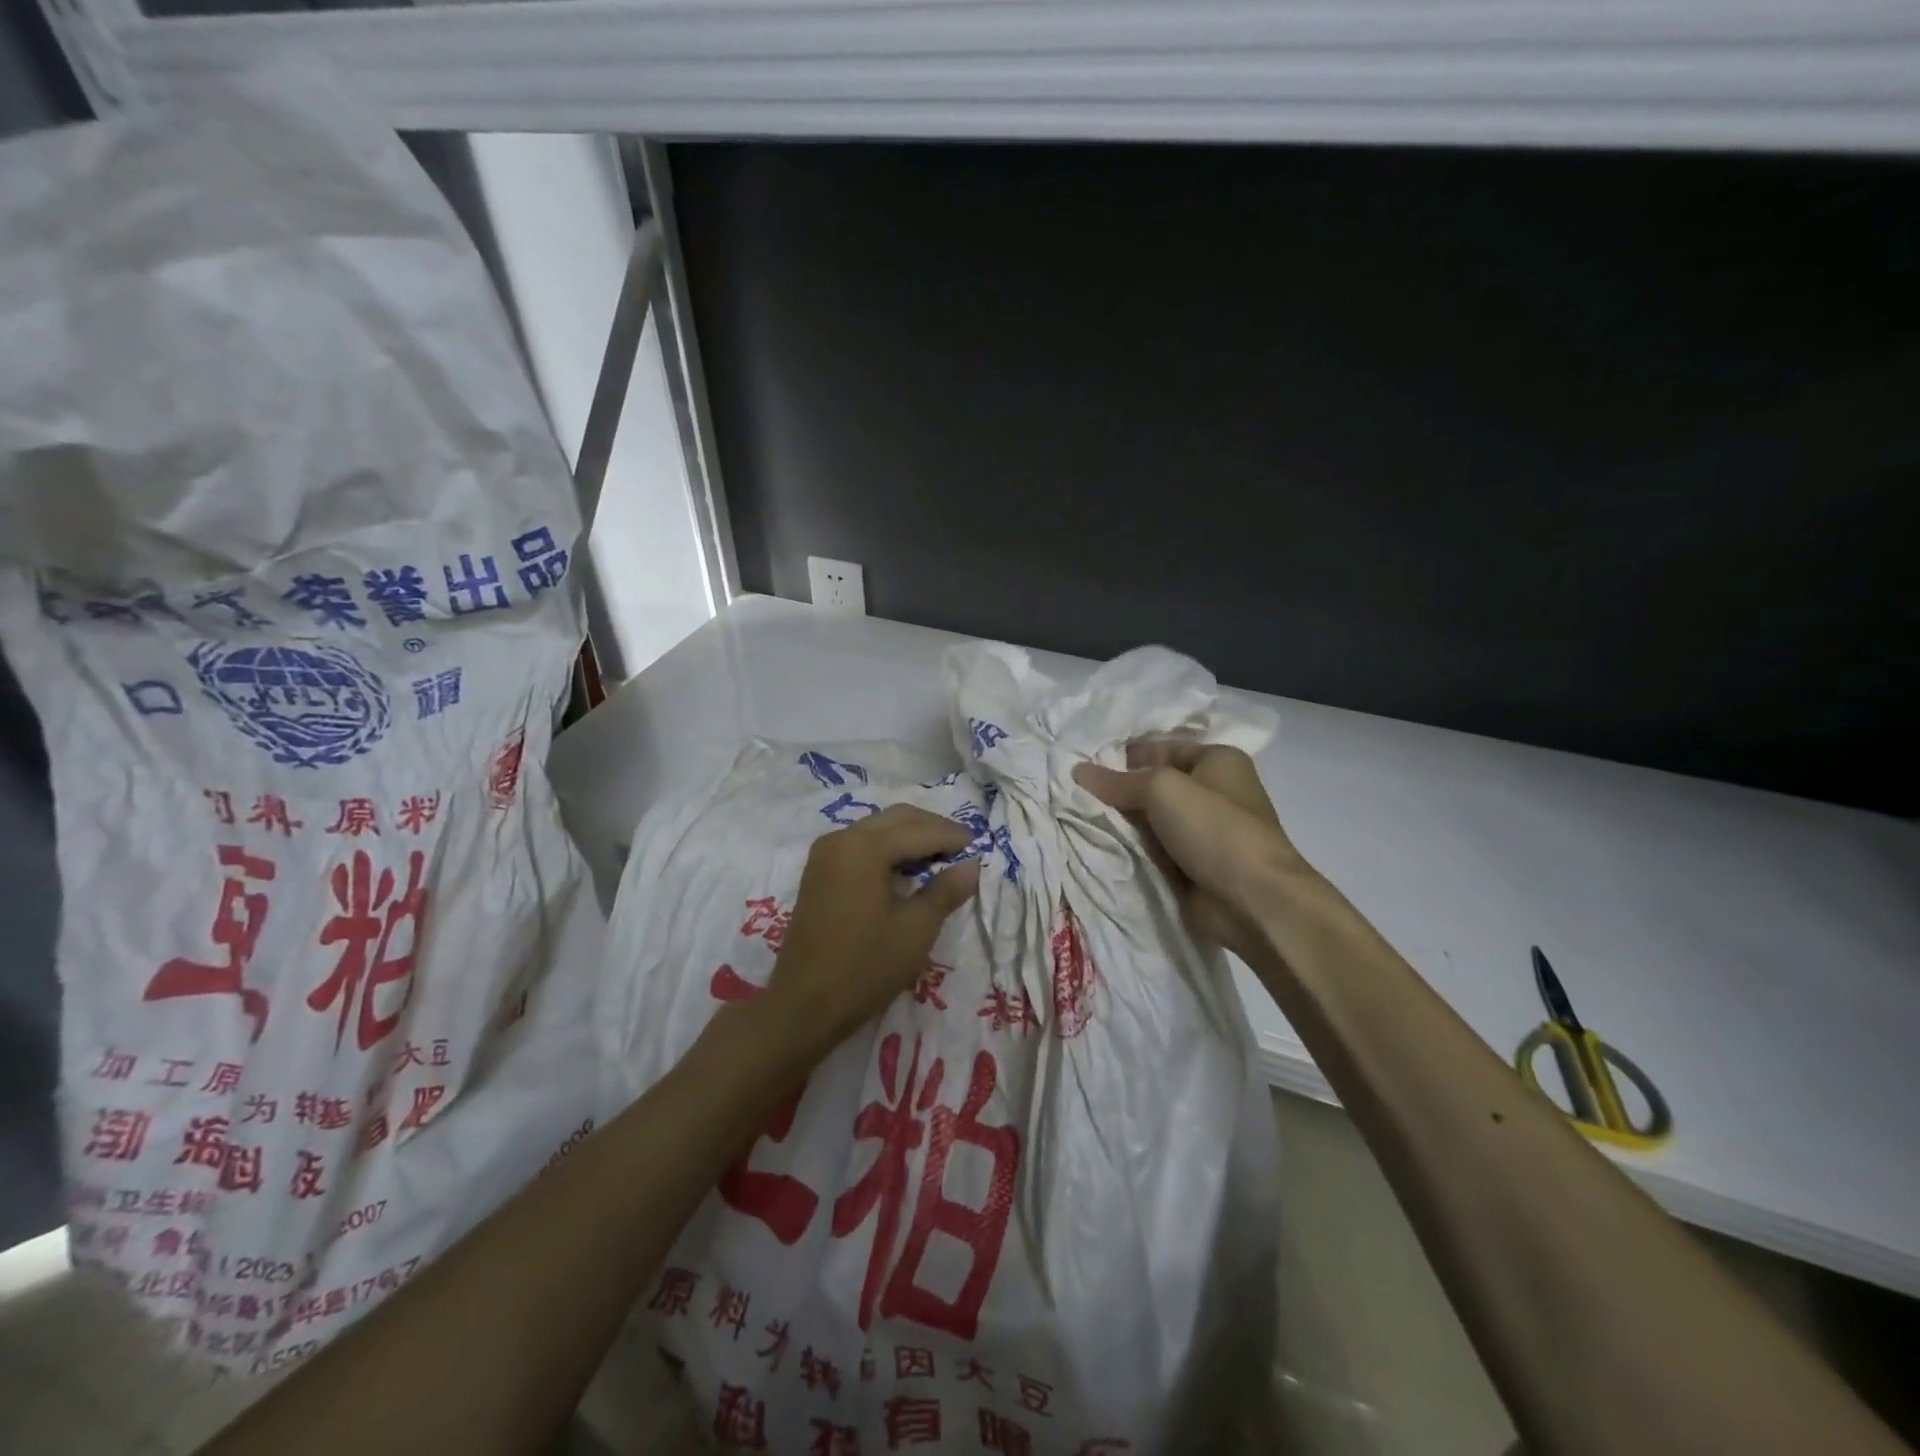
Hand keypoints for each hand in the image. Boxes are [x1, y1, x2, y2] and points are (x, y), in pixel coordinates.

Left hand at [765, 804, 981, 1053]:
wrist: (803, 1005)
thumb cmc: (864, 968)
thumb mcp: (916, 930)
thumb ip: (946, 891)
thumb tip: (972, 865)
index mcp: (865, 847)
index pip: (920, 831)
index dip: (952, 836)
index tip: (979, 846)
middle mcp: (842, 838)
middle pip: (897, 819)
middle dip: (932, 828)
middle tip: (962, 848)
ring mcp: (825, 854)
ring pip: (878, 828)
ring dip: (909, 836)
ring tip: (939, 858)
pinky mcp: (819, 871)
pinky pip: (861, 844)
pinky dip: (887, 848)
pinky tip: (906, 870)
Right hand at [1075, 739, 1309, 962]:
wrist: (1252, 901)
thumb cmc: (1215, 829)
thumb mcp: (1162, 790)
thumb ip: (1118, 781)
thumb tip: (1078, 771)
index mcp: (1217, 760)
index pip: (1162, 747)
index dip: (1125, 754)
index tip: (1085, 765)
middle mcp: (1213, 792)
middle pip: (1154, 785)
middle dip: (1119, 790)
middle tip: (1075, 794)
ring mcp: (1204, 832)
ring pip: (1151, 820)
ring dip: (1122, 823)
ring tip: (1078, 819)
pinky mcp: (1193, 865)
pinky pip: (1154, 850)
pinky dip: (1132, 850)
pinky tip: (1099, 847)